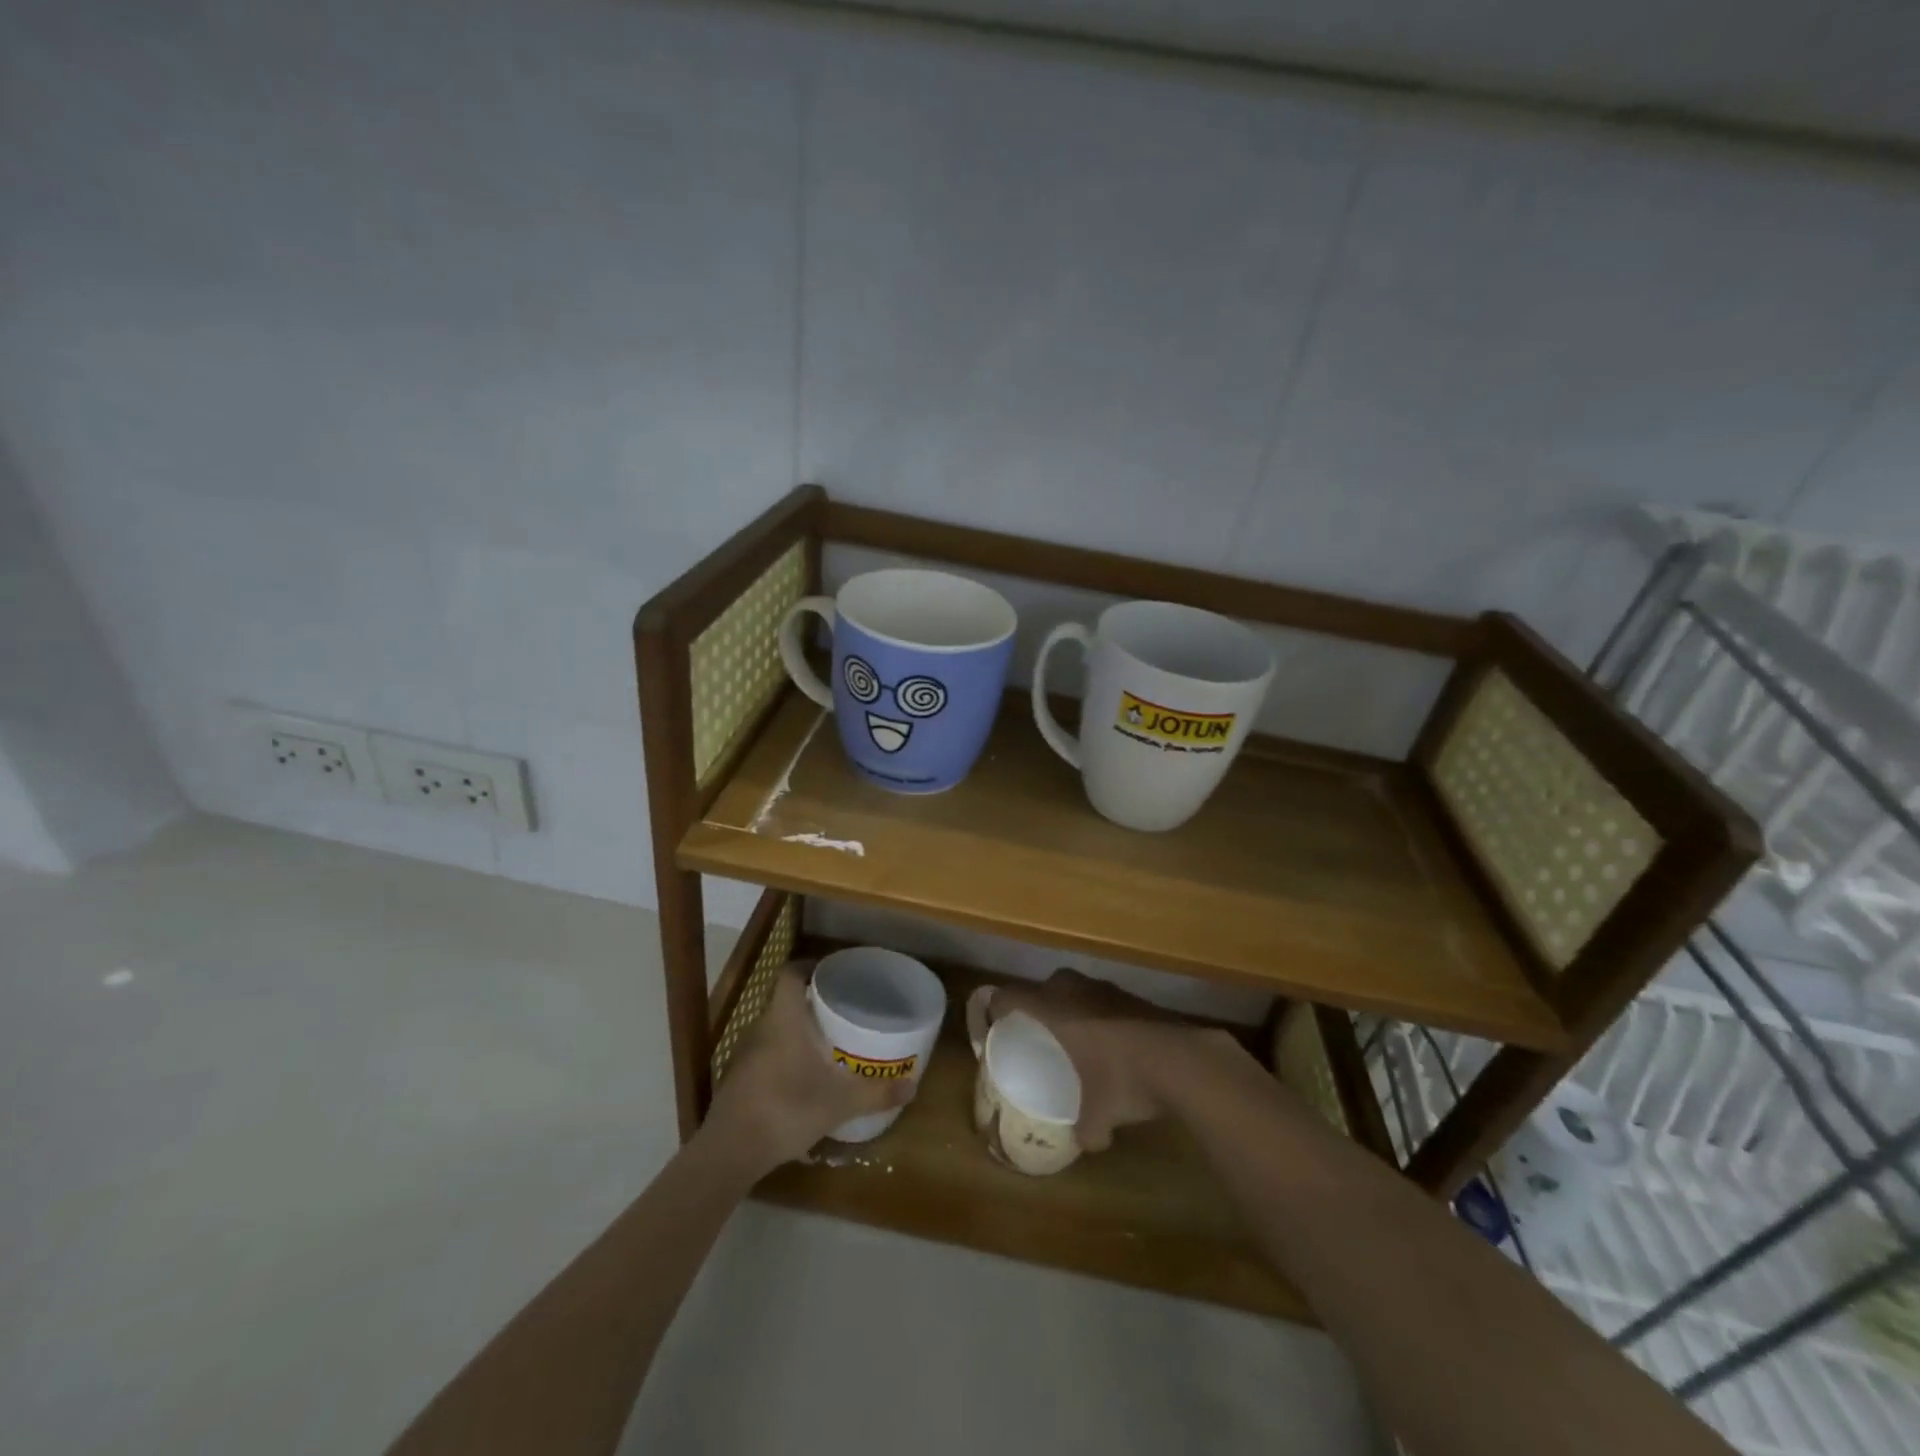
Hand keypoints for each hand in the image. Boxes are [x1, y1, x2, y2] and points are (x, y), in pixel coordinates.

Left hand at [704, 964, 912, 1170]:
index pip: (791, 974)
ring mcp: (744, 1054)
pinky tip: (801, 1079)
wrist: (730, 1151)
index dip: (809, 967)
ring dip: (796, 1032)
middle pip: (785, 1002)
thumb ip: (876, 1093)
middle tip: (840, 1011)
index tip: (831, 972)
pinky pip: (765, 1055)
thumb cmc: (786, 1108)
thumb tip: (913, 1087)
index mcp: (784, 1019)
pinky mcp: (737, 1080)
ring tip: (825, 1044)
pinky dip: (783, 1058)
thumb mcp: (839, 1103)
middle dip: (811, 1004)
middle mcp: (761, 1028)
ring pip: (774, 1030)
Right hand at [988, 969, 1220, 1150]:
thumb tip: (1086, 1142)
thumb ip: (1085, 1129)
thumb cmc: (1125, 1080)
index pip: (1011, 995)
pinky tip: (1113, 1042)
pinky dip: (1101, 1014)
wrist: (1183, 1060)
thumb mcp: (1099, 1116)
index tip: (994, 1022)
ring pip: (1079, 988)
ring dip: (1073, 1006)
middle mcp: (1077, 991)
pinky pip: (1105, 999)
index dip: (997, 1006)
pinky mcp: (1135, 996)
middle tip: (1039, 1030)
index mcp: (1055, 1010)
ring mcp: (1109, 989)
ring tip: (1077, 1036)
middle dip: (1039, 1003)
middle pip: (1046, 984)